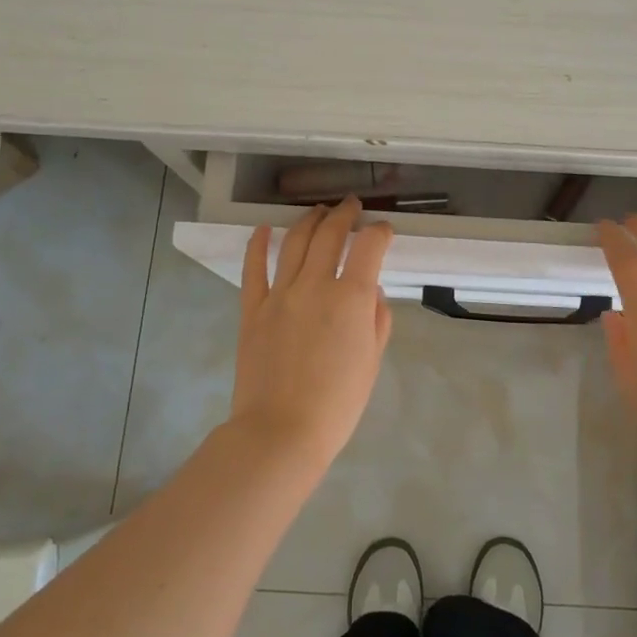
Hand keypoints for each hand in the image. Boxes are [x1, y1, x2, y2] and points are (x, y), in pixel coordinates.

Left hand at [230, 197, 394, 463]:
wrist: (282, 431)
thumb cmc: (338, 403)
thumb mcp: (372, 360)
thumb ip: (376, 318)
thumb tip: (370, 290)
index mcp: (350, 298)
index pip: (369, 246)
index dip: (380, 232)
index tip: (384, 231)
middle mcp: (314, 285)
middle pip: (329, 234)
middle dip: (344, 215)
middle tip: (351, 206)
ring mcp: (279, 294)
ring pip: (293, 242)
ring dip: (309, 221)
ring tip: (318, 211)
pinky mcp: (252, 309)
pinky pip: (253, 268)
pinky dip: (258, 243)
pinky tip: (264, 228)